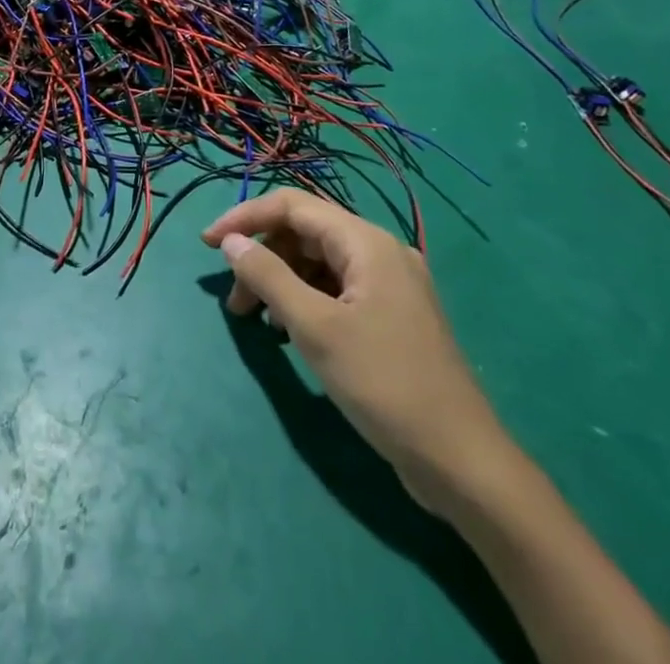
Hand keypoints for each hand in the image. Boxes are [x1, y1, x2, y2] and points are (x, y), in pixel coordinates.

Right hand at [203, 189, 513, 515]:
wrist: (462, 463)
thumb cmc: (384, 384)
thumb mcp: (315, 328)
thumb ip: (268, 277)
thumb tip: (232, 242)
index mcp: (366, 242)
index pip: (292, 206)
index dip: (245, 218)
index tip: (208, 245)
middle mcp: (380, 252)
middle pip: (305, 233)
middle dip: (262, 258)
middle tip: (235, 302)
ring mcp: (389, 285)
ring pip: (318, 263)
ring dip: (280, 282)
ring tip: (256, 322)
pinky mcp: (390, 316)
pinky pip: (336, 290)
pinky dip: (305, 301)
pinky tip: (289, 333)